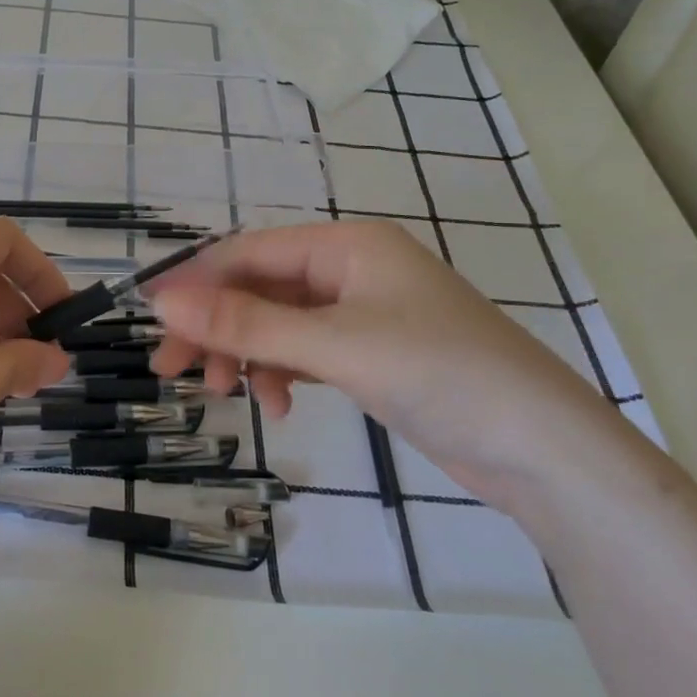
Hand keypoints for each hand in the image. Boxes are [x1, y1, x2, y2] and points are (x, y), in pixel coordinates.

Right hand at [147, 221, 629, 508]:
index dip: (196, 283)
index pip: (249, 252)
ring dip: (247, 353)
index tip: (152, 322)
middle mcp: (351, 269)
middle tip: (173, 371)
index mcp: (346, 245)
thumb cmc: (439, 374)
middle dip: (217, 326)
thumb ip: (247, 322)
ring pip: (280, 322)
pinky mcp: (373, 353)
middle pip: (260, 288)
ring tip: (226, 395)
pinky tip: (280, 405)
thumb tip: (163, 301)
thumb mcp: (334, 345)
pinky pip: (307, 350)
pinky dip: (283, 372)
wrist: (544, 451)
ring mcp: (364, 312)